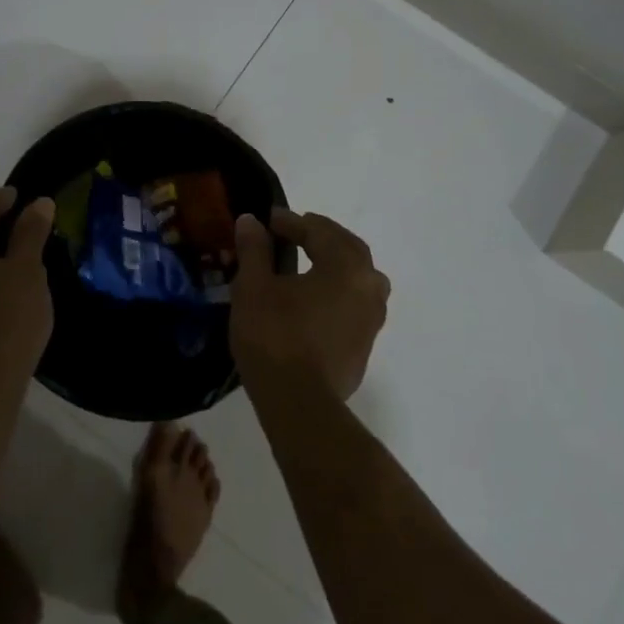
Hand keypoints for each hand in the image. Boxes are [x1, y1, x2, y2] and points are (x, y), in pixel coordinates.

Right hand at [231, 209, 389, 400]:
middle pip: (348, 249)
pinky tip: (314, 300)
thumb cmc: (275, 336)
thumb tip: (251, 221)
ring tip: (309, 263)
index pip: (319, 231)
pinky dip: (338, 291)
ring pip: (359, 278)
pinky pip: (355, 304)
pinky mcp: (365, 346)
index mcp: (346, 266)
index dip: (291, 222)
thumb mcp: (253, 287)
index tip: (267, 220)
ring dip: (336, 263)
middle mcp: (369, 287)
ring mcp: (372, 320)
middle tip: (293, 232)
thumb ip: (255, 249)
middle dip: (321, 236)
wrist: (299, 404)